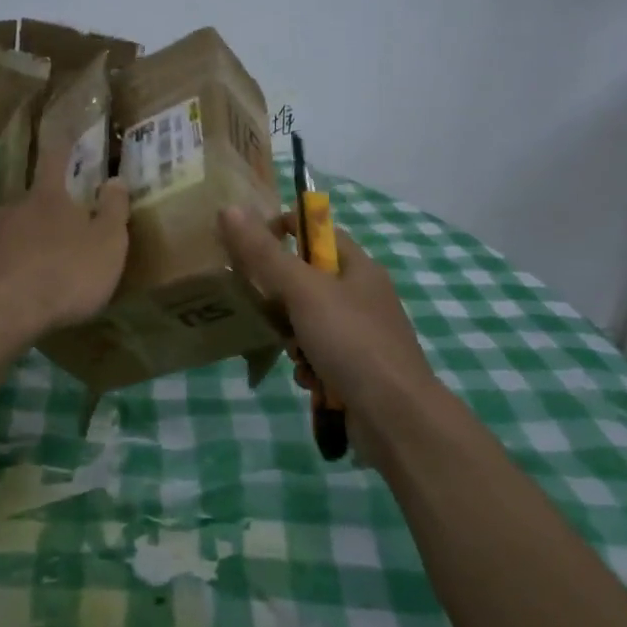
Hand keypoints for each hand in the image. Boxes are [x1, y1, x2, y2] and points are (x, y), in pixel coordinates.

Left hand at [0, 147, 129, 345]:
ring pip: (6, 231)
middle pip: (30, 202)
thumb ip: (113, 211)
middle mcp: (12, 206)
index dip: (62, 147)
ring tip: (30, 272)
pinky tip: (3, 291)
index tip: (64, 137)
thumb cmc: (63, 276)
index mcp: (49, 197)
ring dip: (18, 244)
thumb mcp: (107, 246)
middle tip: (57, 239)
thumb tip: (116, 179)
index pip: (55, 159)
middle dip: (43, 216)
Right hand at [218, 206, 436, 432]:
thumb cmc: (351, 341)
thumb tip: (230, 209)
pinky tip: (309, 380)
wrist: (396, 417)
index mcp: (359, 267)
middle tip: (264, 309)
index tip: (251, 246)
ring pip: (310, 322)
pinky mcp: (358, 369)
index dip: (286, 231)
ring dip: (293, 338)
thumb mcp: (303, 291)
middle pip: (309, 280)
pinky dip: (309, 366)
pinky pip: (321, 355)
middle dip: (282, 298)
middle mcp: (364, 296)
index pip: (318, 232)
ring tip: (293, 352)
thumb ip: (265, 253)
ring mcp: (363, 335)